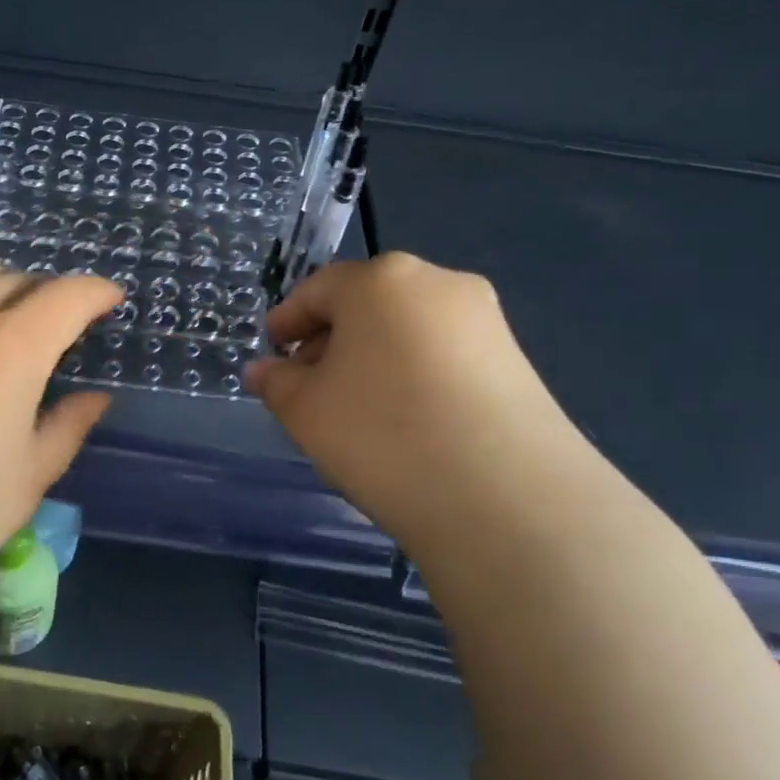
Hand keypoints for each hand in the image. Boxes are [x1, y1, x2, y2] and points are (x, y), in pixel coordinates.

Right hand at [247, 253, 587, 555]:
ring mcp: (484, 320)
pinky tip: (403, 419)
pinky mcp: (516, 360)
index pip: (317, 289)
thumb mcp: (305, 410)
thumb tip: (263, 371)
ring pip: (406, 328)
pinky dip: (412, 373)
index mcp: (380, 280)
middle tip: (309, 386)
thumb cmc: (382, 434)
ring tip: (355, 408)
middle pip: (366, 303)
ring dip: (372, 357)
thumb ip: (276, 382)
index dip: (287, 321)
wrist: (506, 499)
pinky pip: (443, 353)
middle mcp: (437, 283)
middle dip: (331, 339)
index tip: (271, 353)